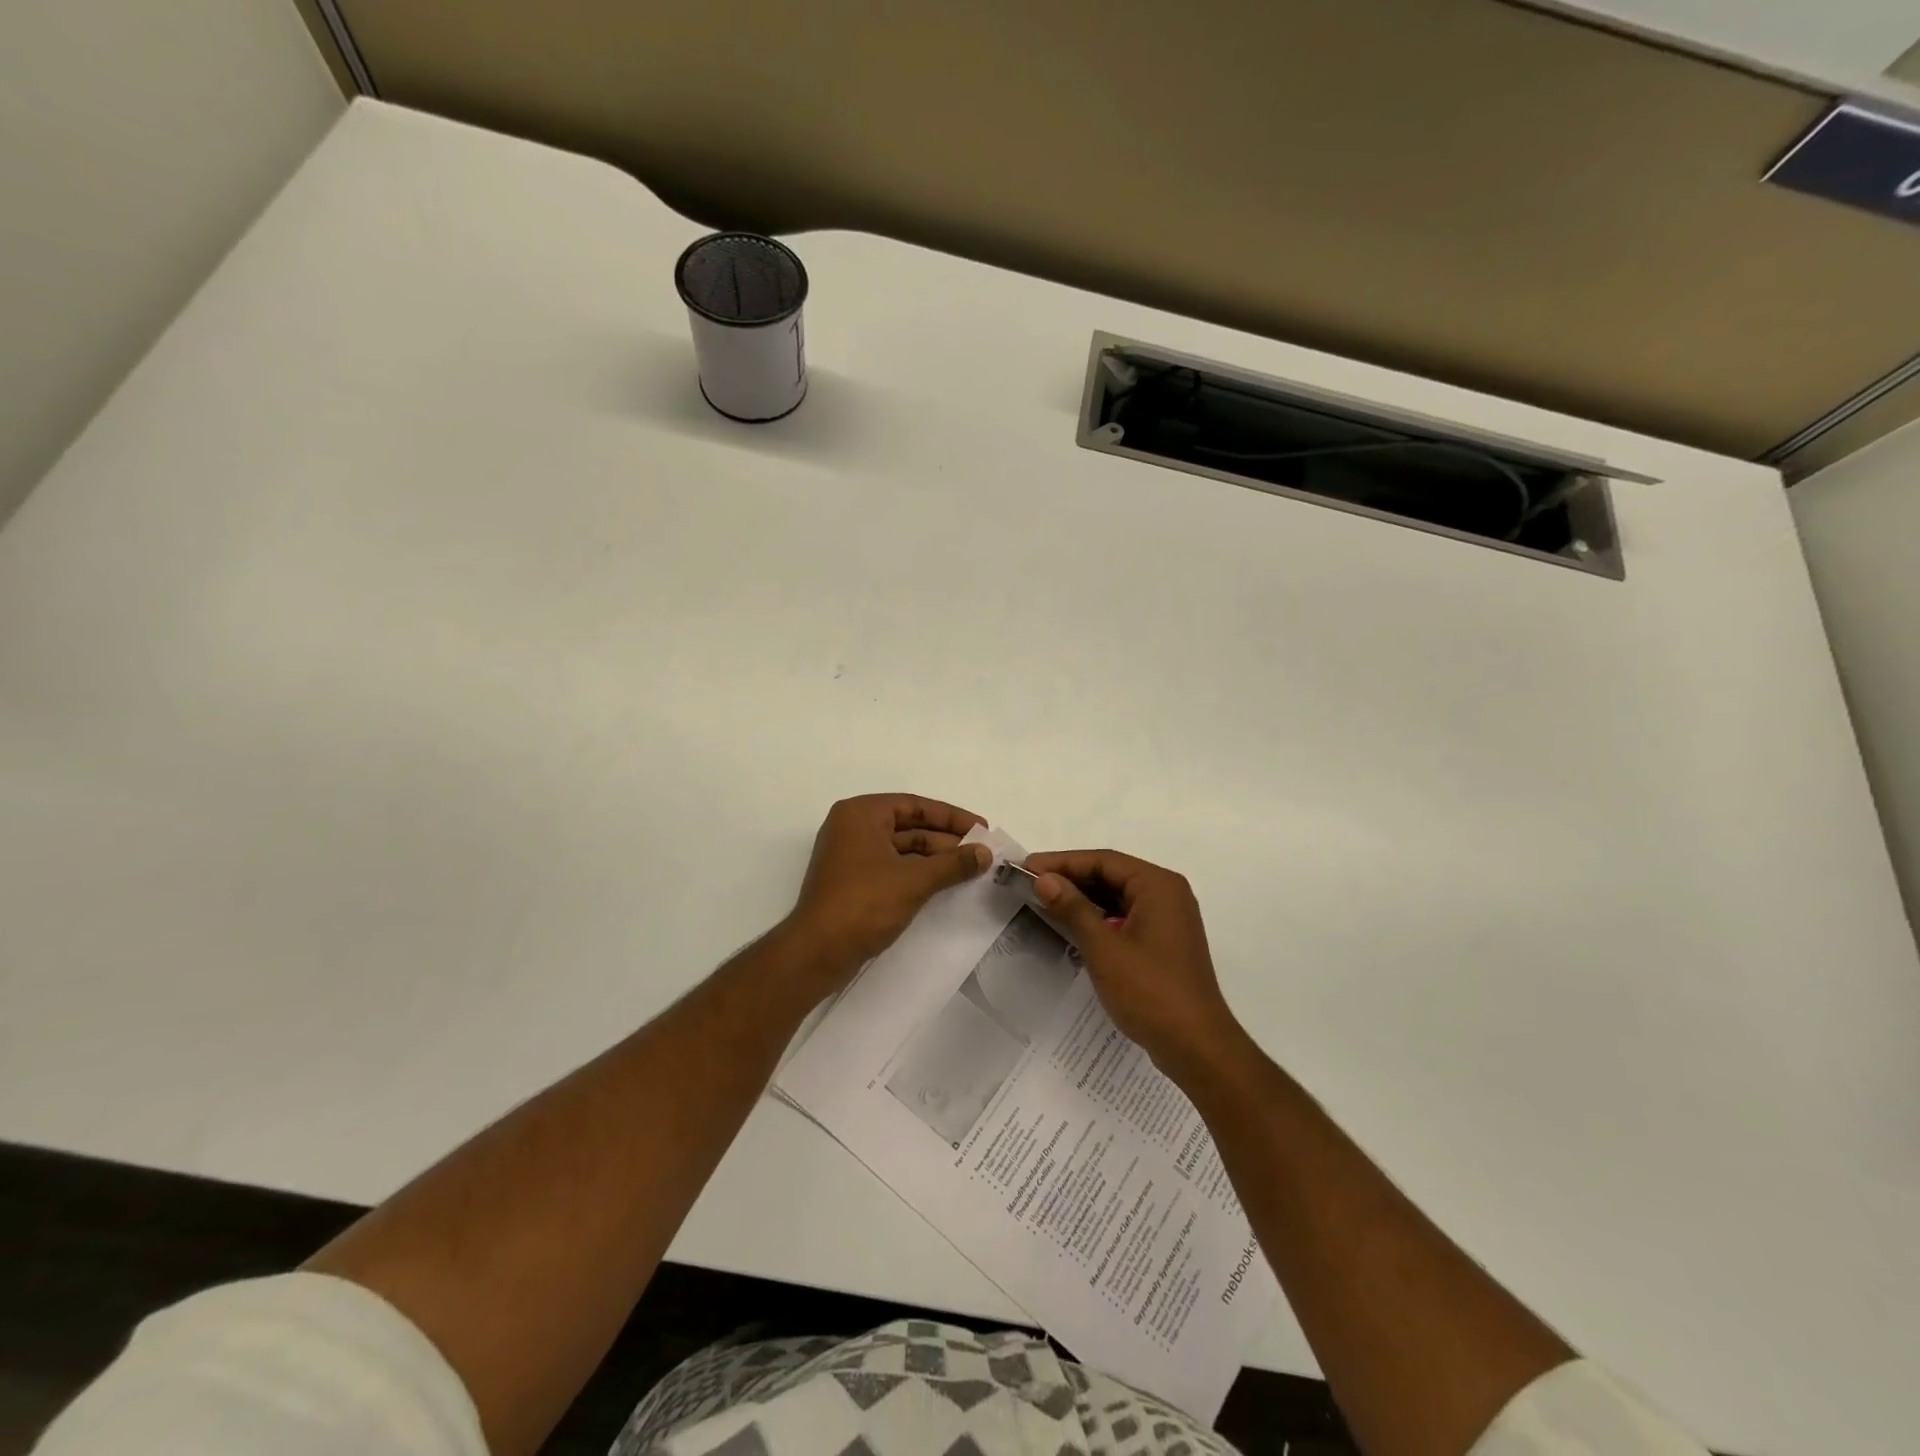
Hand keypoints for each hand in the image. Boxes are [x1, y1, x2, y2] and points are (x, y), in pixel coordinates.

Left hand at [785, 794, 991, 981]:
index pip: (915, 805)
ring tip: (970, 870)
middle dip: (946, 840)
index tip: (982, 829)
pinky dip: (917, 873)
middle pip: (909, 826)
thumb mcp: (914, 880)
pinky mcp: (852, 882)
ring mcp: (850, 856)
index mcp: (861, 813)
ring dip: (935, 859)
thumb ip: (953, 864)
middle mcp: (853, 827)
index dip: (951, 817)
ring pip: (902, 849)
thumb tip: (985, 854)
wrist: (817, 952)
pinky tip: (944, 884)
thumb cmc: (864, 903)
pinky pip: (892, 868)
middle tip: (981, 853)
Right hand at [1024, 849, 1245, 1084]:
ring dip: (1084, 898)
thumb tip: (1044, 879)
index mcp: (1158, 885)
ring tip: (1045, 901)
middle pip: (1112, 875)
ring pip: (1118, 896)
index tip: (1028, 866)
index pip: (1104, 861)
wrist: (1196, 1046)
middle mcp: (1167, 894)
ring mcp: (1168, 919)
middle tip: (1030, 883)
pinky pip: (1125, 916)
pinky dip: (1099, 917)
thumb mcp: (1104, 948)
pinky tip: (1072, 926)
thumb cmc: (1150, 991)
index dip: (1063, 862)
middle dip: (1072, 878)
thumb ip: (1073, 908)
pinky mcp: (1164, 942)